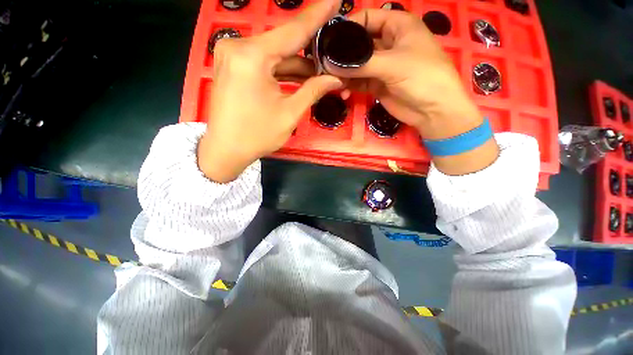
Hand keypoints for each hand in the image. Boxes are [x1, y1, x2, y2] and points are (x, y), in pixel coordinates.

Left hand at [198, 0, 343, 182]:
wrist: (225, 150)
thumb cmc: (257, 135)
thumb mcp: (290, 114)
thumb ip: (313, 90)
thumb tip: (335, 79)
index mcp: (252, 56)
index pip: (293, 30)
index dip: (317, 15)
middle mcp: (239, 47)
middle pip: (284, 43)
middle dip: (310, 50)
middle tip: (333, 51)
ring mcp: (233, 55)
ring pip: (275, 54)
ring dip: (298, 64)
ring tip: (322, 70)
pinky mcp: (233, 66)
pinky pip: (265, 62)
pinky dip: (283, 69)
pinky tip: (302, 76)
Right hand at [325, 9, 498, 173]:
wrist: (433, 111)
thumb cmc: (423, 77)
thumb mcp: (393, 65)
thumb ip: (361, 63)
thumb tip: (331, 64)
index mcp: (397, 26)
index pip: (366, 18)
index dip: (347, 27)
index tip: (328, 42)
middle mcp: (387, 43)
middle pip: (358, 44)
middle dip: (342, 55)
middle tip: (325, 67)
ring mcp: (381, 66)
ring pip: (356, 65)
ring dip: (344, 74)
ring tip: (333, 83)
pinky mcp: (377, 84)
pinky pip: (359, 81)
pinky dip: (350, 86)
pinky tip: (344, 92)